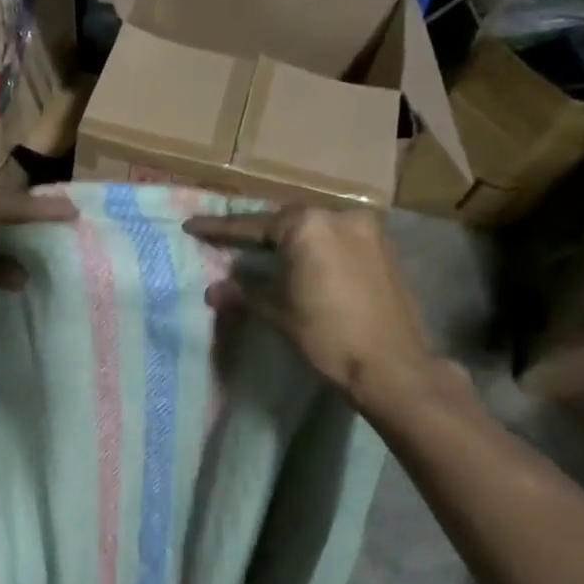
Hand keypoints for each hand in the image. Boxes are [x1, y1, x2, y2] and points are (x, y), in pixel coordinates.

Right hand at [183, 206, 443, 408]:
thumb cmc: (327, 336)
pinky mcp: (384, 250)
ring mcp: (367, 231)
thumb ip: (245, 293)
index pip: (253, 225)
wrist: (391, 366)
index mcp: (308, 227)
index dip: (220, 228)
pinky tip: (303, 263)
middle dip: (256, 231)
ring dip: (288, 239)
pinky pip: (338, 239)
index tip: (192, 226)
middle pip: (286, 220)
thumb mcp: (278, 313)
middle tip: (228, 240)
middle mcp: (340, 217)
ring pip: (315, 228)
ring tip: (263, 252)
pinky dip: (316, 248)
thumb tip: (214, 290)